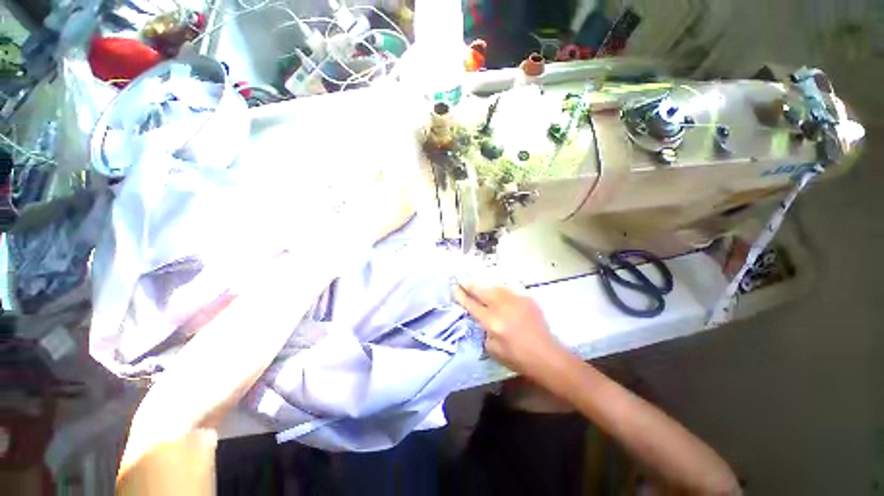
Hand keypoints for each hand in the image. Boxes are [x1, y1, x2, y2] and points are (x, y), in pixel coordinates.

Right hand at [453, 284, 567, 377]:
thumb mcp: (493, 350)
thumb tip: (481, 319)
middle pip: (482, 290)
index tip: (454, 288)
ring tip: (477, 283)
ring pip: (495, 287)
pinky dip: (499, 289)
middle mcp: (502, 307)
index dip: (461, 296)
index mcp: (492, 322)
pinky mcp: (526, 298)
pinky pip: (509, 289)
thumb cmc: (518, 358)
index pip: (472, 305)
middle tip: (461, 279)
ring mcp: (516, 300)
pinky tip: (496, 289)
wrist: (546, 355)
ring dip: (484, 284)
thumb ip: (484, 332)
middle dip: (470, 284)